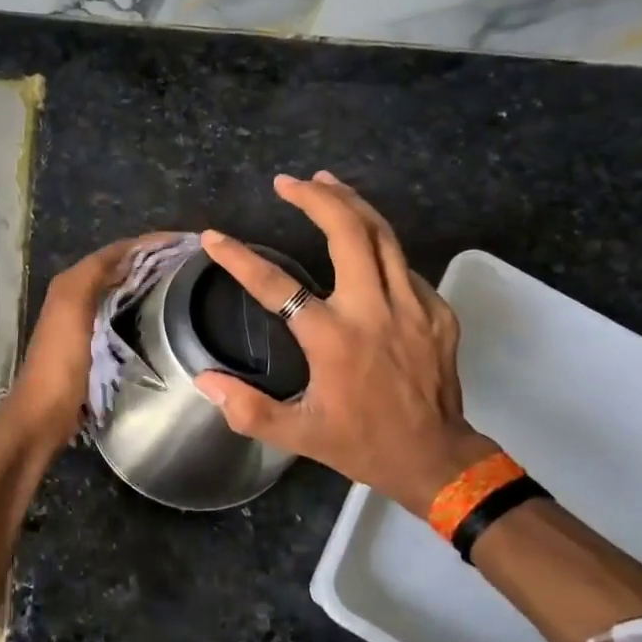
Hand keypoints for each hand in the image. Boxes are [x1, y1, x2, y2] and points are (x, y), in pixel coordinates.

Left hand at [0, 234, 174, 450]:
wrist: (44, 414)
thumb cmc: (60, 361)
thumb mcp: (73, 309)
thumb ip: (93, 275)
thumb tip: (130, 253)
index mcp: (72, 284)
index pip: (115, 252)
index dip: (147, 244)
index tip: (184, 242)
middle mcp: (76, 296)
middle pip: (119, 269)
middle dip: (151, 260)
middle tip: (190, 261)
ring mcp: (85, 322)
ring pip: (122, 291)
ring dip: (148, 282)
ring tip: (183, 282)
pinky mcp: (95, 346)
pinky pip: (122, 315)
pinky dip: (141, 307)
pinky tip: (162, 314)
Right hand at [194, 173, 497, 514]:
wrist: (437, 459)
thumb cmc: (362, 444)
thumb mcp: (298, 434)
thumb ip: (247, 409)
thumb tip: (204, 380)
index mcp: (333, 339)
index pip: (276, 285)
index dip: (238, 258)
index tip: (213, 237)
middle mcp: (373, 310)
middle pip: (348, 233)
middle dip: (316, 198)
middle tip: (287, 181)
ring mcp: (412, 306)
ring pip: (384, 235)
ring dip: (352, 203)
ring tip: (325, 182)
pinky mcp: (437, 311)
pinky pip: (403, 265)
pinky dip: (380, 245)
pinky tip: (364, 244)